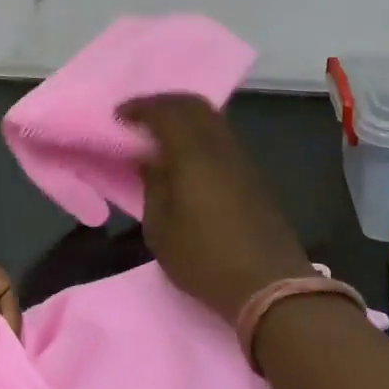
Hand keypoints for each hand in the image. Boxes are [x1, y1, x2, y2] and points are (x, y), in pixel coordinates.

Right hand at [118, 95, 312, 322]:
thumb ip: (153, 185)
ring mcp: (241, 158)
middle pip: (193, 105)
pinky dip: (199, 132)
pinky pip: (221, 135)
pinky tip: (186, 153)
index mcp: (194, 153)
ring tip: (160, 134)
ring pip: (211, 118)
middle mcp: (220, 145)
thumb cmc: (205, 259)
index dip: (140, 108)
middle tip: (140, 117)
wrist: (269, 284)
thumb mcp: (161, 229)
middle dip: (164, 104)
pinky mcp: (252, 173)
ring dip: (184, 116)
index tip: (119, 116)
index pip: (166, 112)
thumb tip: (150, 158)